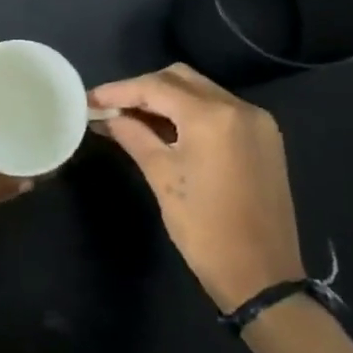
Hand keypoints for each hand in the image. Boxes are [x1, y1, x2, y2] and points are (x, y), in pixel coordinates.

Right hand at [88, 64, 304, 310]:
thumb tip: (106, 116)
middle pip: (180, 79)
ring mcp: (257, 122)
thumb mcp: (162, 177)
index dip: (118, 91)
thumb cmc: (204, 228)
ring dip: (166, 99)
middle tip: (110, 109)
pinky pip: (219, 110)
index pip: (155, 87)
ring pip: (201, 91)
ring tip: (132, 119)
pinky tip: (166, 131)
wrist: (261, 274)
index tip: (88, 100)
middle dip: (142, 89)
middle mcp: (240, 107)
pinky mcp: (264, 138)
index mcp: (213, 117)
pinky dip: (189, 112)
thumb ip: (133, 136)